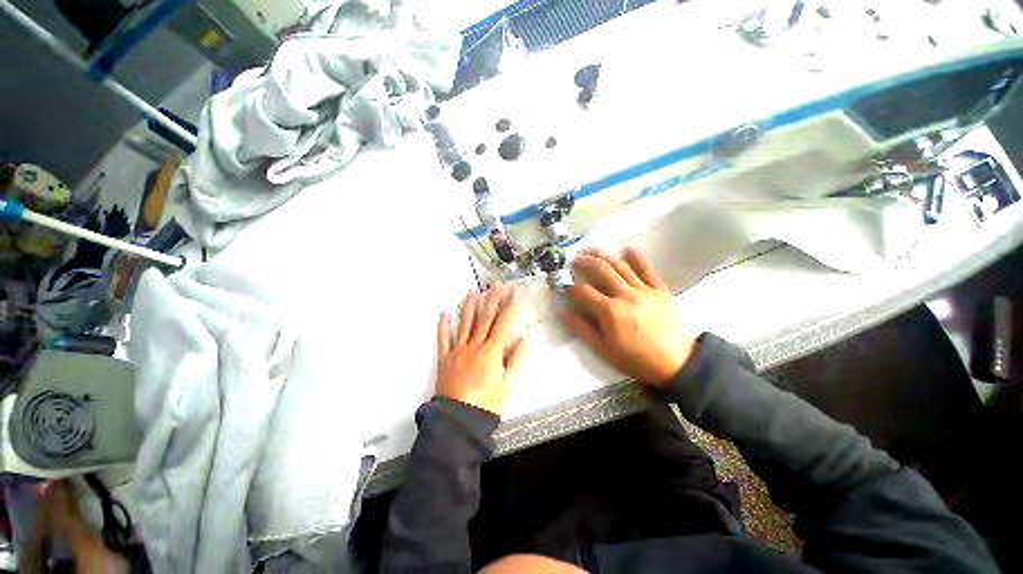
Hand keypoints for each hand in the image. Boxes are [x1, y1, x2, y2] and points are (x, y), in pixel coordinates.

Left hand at [435, 284, 528, 416]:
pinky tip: (444, 313)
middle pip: (485, 319)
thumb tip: (526, 340)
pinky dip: (443, 326)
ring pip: (464, 324)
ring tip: (472, 290)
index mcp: (491, 352)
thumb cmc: (487, 405)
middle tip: (496, 285)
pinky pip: (443, 339)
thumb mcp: (507, 384)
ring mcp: (458, 351)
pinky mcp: (445, 359)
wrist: (458, 422)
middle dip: (492, 300)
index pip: (504, 324)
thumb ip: (516, 360)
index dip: (511, 307)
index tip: (516, 293)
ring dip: (469, 306)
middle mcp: (474, 346)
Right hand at [562, 248, 695, 385]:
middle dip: (585, 261)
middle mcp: (625, 295)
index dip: (571, 286)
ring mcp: (644, 290)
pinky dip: (637, 258)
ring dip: (605, 255)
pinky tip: (627, 249)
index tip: (564, 284)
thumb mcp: (604, 349)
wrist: (678, 363)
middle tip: (575, 258)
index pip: (584, 291)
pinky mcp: (660, 289)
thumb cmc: (637, 359)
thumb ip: (582, 328)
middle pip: (601, 271)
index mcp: (609, 311)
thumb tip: (563, 311)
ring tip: (593, 250)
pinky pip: (647, 269)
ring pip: (621, 266)